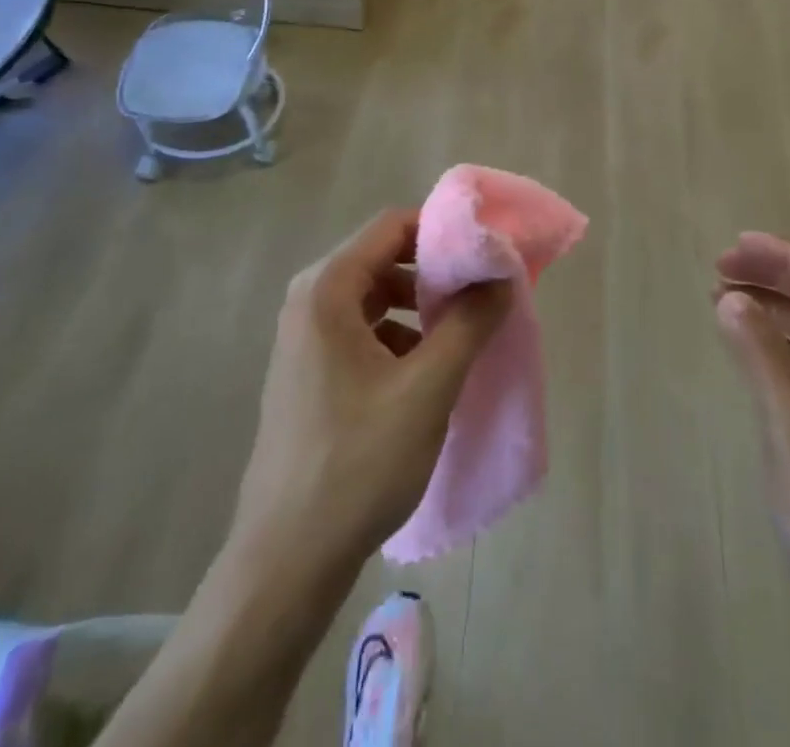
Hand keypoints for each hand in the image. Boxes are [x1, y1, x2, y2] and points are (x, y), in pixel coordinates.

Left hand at [228, 210, 513, 577]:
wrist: (286, 562)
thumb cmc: (357, 464)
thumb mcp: (428, 388)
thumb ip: (470, 322)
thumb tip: (503, 275)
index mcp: (326, 289)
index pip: (392, 226)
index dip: (443, 231)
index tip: (486, 253)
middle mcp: (309, 301)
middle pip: (383, 258)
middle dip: (436, 270)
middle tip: (482, 292)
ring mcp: (305, 339)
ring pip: (376, 296)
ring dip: (421, 305)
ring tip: (462, 332)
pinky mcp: (310, 372)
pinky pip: (363, 330)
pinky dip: (400, 335)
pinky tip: (428, 371)